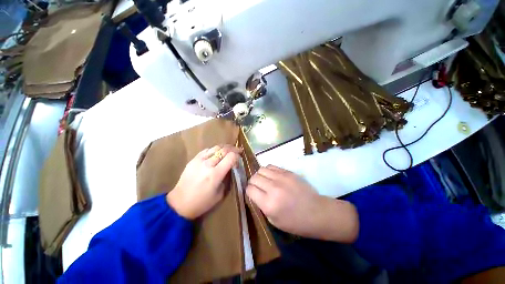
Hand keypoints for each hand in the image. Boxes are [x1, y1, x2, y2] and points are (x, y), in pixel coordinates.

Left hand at [167, 145, 240, 219]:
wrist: (179, 203)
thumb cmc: (202, 202)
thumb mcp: (220, 193)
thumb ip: (227, 178)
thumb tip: (231, 167)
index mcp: (215, 174)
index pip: (231, 157)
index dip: (237, 156)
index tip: (239, 159)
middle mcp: (207, 164)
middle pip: (224, 150)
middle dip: (233, 149)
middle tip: (238, 150)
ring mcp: (199, 160)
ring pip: (215, 147)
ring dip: (225, 147)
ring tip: (229, 149)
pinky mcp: (193, 160)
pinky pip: (206, 150)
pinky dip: (214, 149)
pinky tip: (217, 153)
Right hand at [246, 165, 358, 242]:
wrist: (317, 212)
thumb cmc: (295, 222)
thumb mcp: (273, 221)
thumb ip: (261, 205)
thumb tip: (254, 193)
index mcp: (269, 204)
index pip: (249, 189)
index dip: (249, 191)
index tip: (252, 194)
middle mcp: (273, 188)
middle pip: (254, 178)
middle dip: (253, 183)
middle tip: (258, 188)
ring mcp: (281, 178)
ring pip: (261, 169)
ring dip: (260, 175)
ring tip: (265, 181)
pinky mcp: (288, 172)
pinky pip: (271, 166)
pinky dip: (268, 171)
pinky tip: (272, 177)